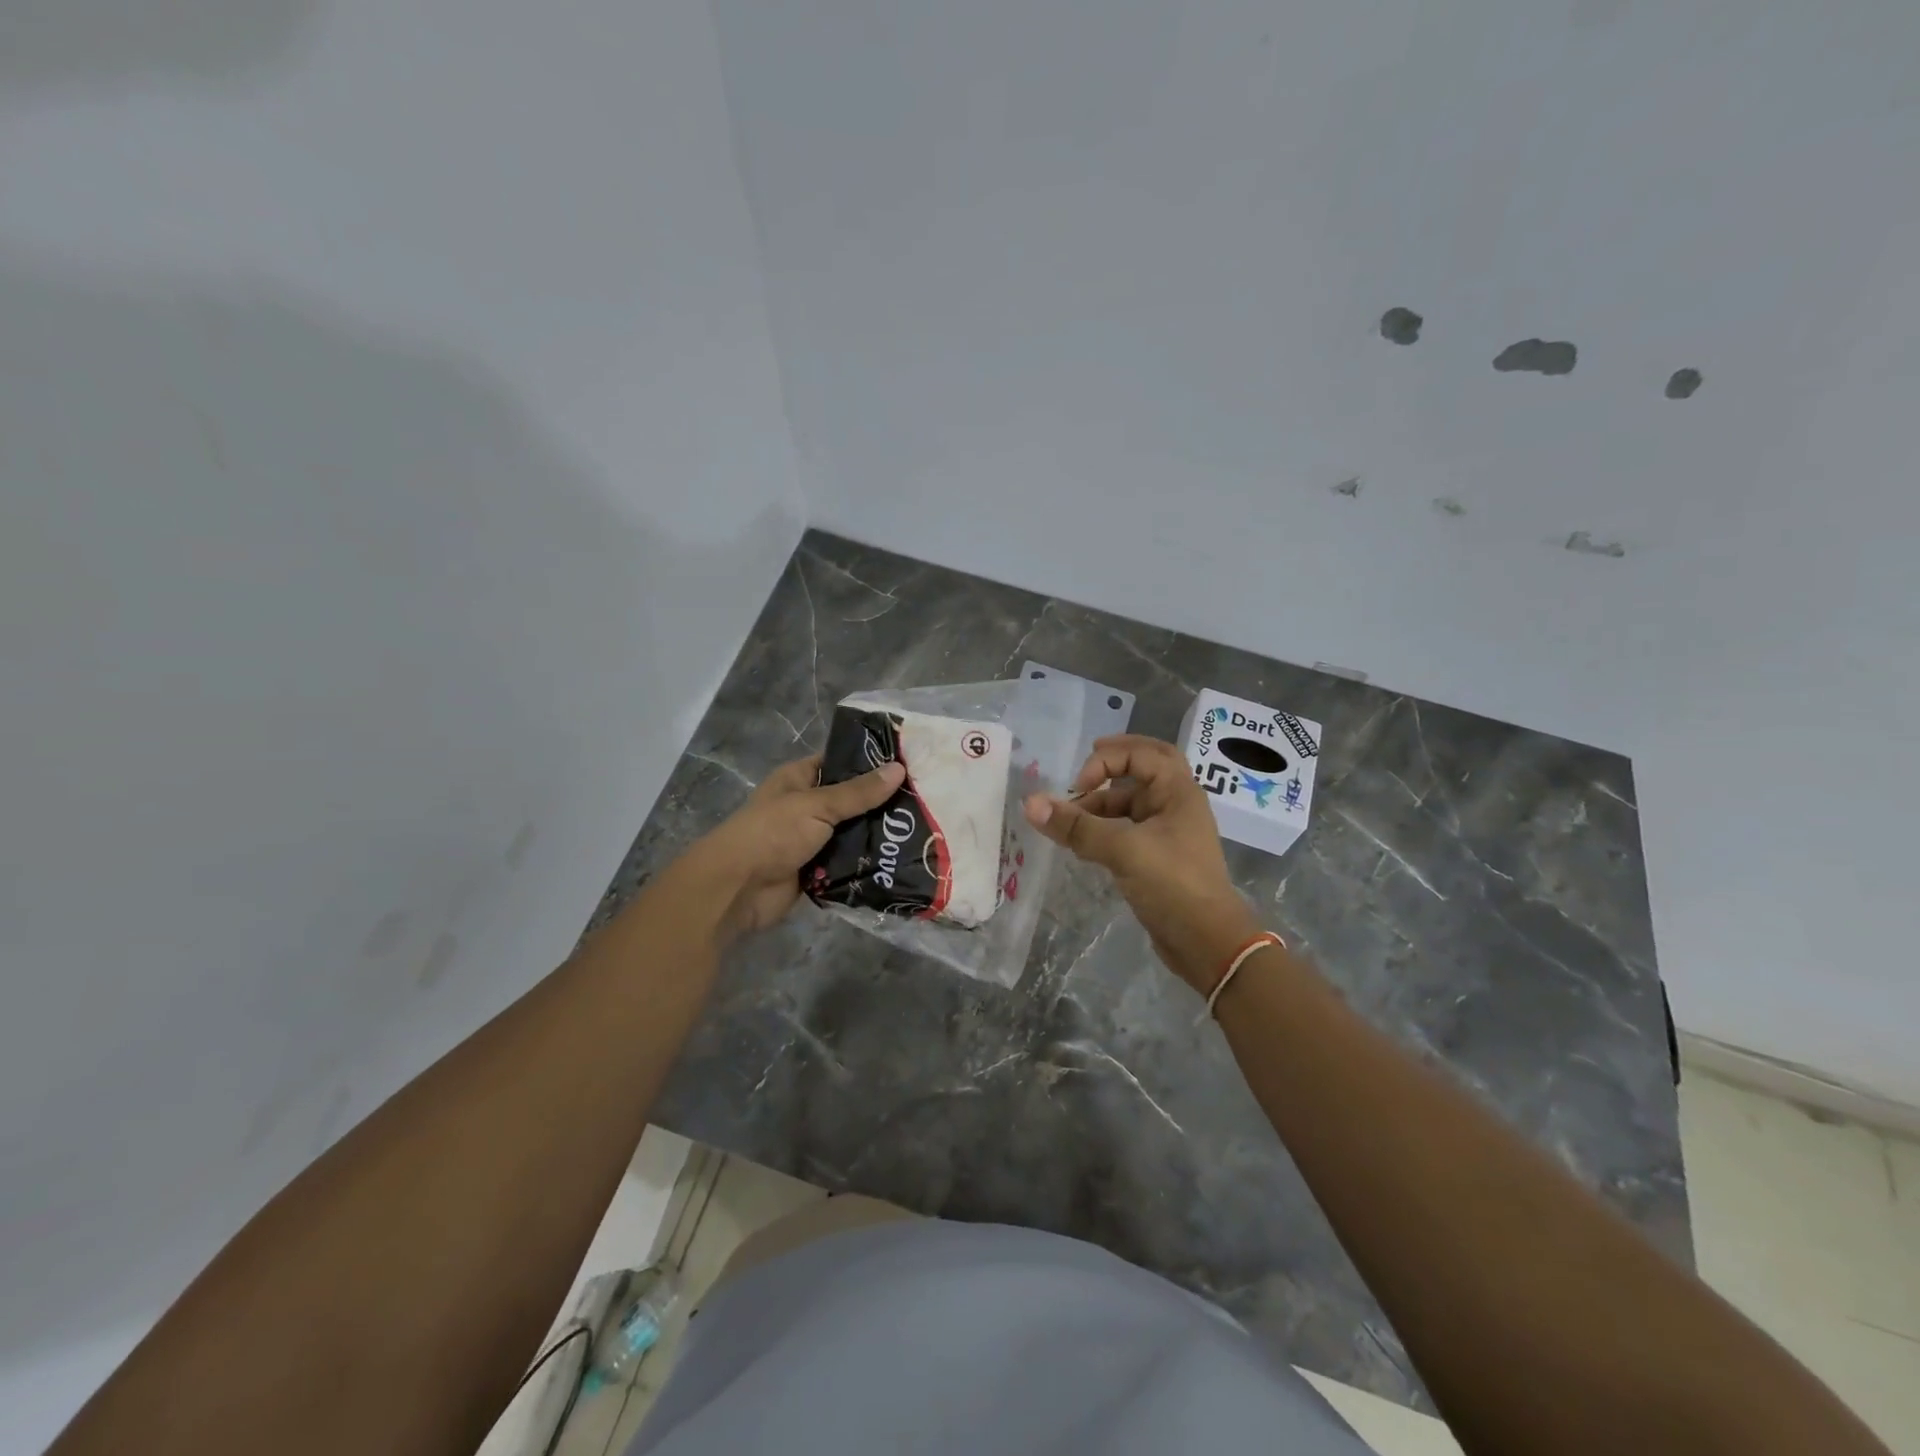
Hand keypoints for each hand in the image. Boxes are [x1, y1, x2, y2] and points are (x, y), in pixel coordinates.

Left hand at [692, 754, 904, 943]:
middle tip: (924, 800)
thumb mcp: (817, 805)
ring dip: (876, 836)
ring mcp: (810, 840)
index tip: (908, 763)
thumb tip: (899, 769)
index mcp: (799, 779)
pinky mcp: (816, 870)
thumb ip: (859, 792)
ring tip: (920, 832)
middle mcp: (805, 806)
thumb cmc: (773, 833)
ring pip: (852, 834)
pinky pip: (847, 864)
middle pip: (850, 801)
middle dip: (880, 804)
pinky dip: (866, 864)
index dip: (870, 762)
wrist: (737, 889)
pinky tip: (899, 860)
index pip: (839, 762)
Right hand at [1024, 735, 1258, 992]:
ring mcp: (1169, 831)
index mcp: (1178, 792)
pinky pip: (1128, 828)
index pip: (1140, 754)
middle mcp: (1176, 804)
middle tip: (1087, 758)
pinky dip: (1105, 827)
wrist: (1208, 944)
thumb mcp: (1123, 851)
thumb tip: (1030, 803)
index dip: (1105, 762)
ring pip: (1132, 801)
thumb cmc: (1173, 885)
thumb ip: (1077, 827)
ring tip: (1070, 819)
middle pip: (1146, 766)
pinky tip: (1082, 843)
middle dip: (1115, 761)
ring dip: (1102, 802)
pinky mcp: (1159, 857)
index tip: (1078, 787)